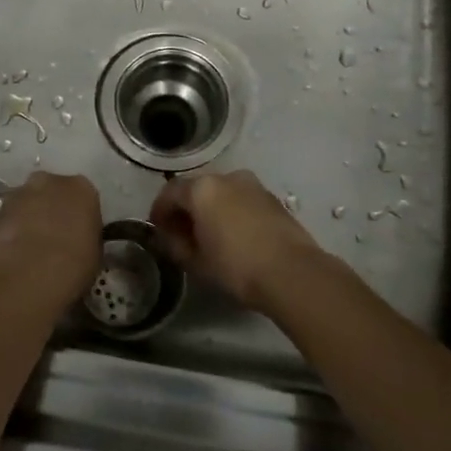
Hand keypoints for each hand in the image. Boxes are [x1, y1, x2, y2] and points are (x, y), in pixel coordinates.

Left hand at [0, 171, 101, 305]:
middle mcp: (51, 181)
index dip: (79, 216)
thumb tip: (78, 241)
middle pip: (52, 191)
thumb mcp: (95, 253)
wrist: (29, 275)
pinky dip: (11, 229)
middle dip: (52, 208)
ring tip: (30, 246)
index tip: (77, 233)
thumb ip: (86, 237)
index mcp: (82, 188)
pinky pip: (9, 217)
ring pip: (27, 202)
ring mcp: (20, 193)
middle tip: (53, 236)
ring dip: (29, 217)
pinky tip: (13, 251)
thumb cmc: (74, 265)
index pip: (83, 197)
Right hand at [149, 170, 327, 309]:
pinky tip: (233, 236)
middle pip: (196, 188)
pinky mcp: (272, 198)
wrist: (293, 273)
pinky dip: (231, 212)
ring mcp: (253, 185)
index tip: (157, 229)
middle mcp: (227, 177)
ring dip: (210, 209)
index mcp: (202, 189)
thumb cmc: (236, 267)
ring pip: (221, 192)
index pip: (170, 192)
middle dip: (185, 209)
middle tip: (180, 234)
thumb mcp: (196, 262)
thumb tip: (168, 238)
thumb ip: (175, 245)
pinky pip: (241, 199)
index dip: (159, 211)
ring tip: (208, 236)